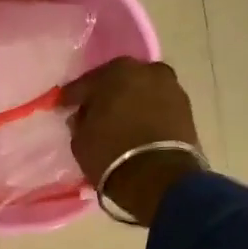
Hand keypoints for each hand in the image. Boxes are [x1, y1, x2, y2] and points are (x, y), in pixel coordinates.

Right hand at [62, 58, 205, 223]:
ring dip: (129, 101)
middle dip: (104, 94)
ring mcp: (169, 86)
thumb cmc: (112, 156)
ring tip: (118, 120)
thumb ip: (80, 122)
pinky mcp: (185, 106)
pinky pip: (156, 104)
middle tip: (93, 110)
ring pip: (140, 90)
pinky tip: (137, 125)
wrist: (160, 178)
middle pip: (117, 80)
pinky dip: (146, 112)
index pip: (84, 84)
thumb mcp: (81, 142)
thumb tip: (83, 116)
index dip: (71, 97)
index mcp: (114, 72)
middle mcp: (144, 70)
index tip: (62, 106)